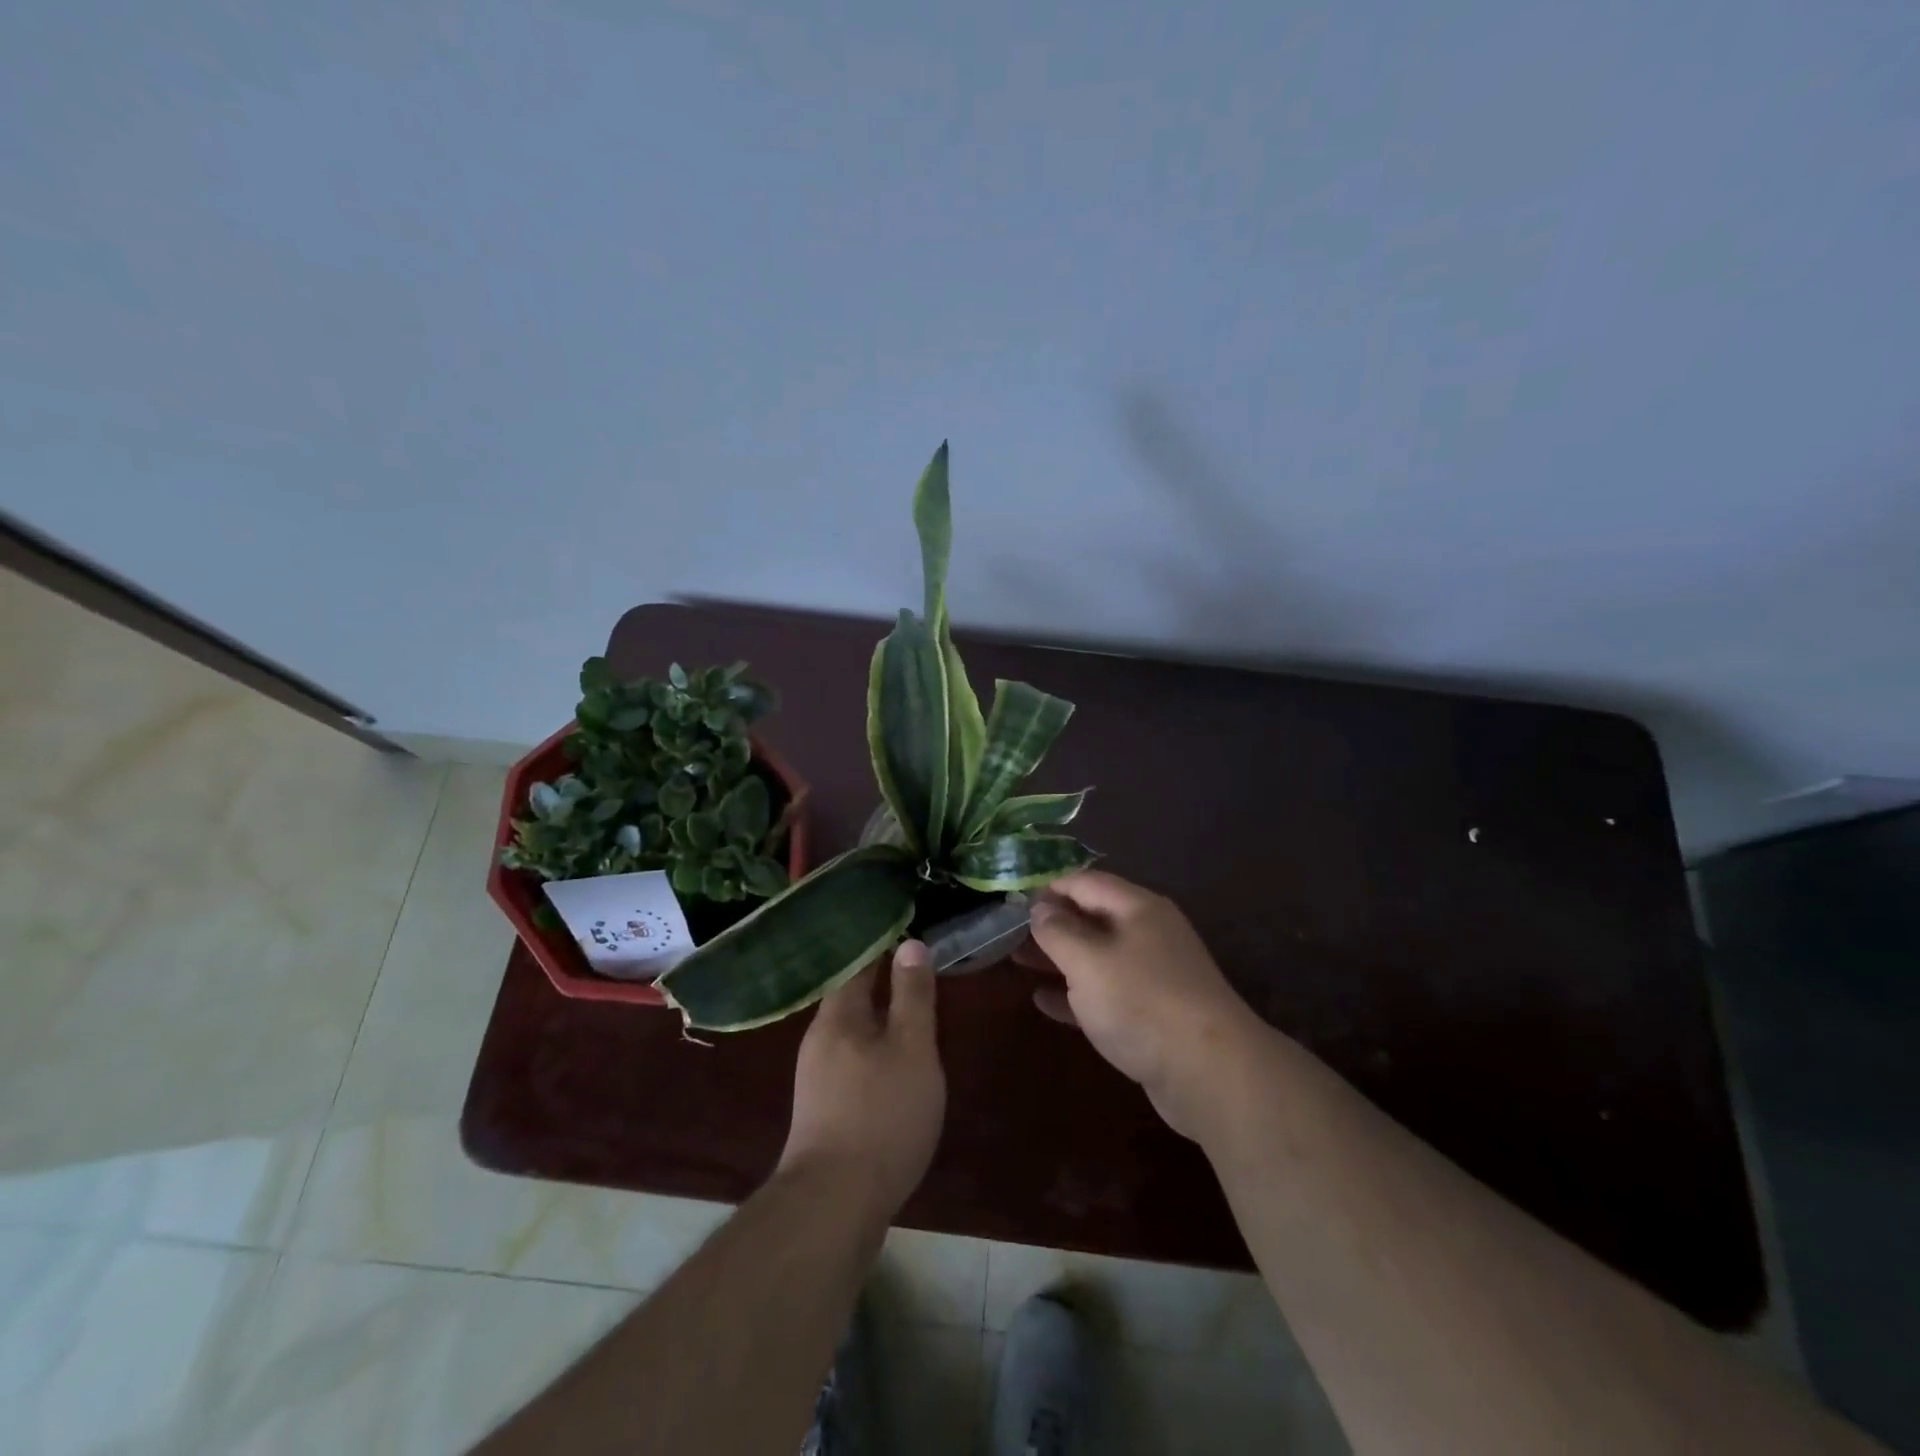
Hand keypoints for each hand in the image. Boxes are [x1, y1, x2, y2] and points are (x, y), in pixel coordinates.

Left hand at [777, 941, 945, 1219]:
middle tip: (919, 972)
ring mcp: (815, 1075)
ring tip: (912, 1014)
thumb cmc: (882, 1114)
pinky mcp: (821, 1108)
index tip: (909, 930)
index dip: (884, 945)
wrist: (833, 1203)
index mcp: (838, 1014)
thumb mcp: (912, 1048)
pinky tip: (892, 1065)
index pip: (859, 963)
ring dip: (879, 1019)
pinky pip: (850, 1060)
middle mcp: (819, 1038)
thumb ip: (913, 995)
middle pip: (853, 997)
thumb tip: (910, 943)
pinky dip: (873, 1050)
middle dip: (883, 983)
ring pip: (852, 1031)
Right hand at [1019, 870, 1264, 1139]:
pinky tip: (1044, 1002)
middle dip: (1051, 923)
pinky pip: (1105, 994)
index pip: (1086, 882)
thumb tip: (1040, 907)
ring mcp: (1153, 975)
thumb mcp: (1088, 960)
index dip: (1049, 886)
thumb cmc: (1142, 1002)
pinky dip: (1075, 994)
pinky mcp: (1152, 1014)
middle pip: (1092, 918)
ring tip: (1016, 960)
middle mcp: (1148, 934)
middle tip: (1007, 931)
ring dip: (1058, 958)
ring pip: (1096, 956)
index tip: (1012, 897)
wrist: (1209, 1072)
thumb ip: (1058, 931)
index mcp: (1138, 908)